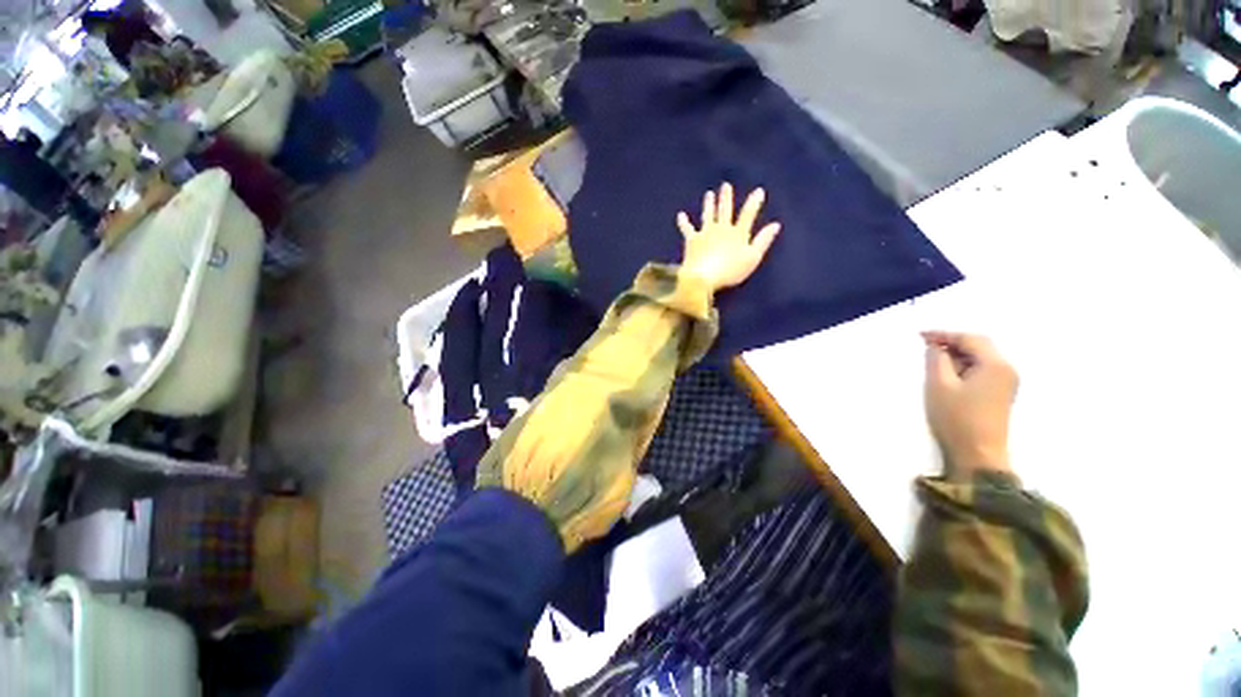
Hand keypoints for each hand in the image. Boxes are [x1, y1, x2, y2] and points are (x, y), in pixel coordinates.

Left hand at [677, 183, 781, 293]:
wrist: (703, 276)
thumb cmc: (730, 270)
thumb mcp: (752, 258)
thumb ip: (763, 241)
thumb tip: (776, 224)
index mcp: (737, 233)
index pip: (748, 214)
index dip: (754, 202)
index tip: (758, 191)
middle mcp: (721, 229)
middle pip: (725, 210)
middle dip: (726, 197)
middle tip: (725, 185)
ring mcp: (705, 233)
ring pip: (708, 215)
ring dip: (709, 204)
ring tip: (709, 194)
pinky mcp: (692, 240)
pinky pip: (687, 229)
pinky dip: (684, 222)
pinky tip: (681, 215)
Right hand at [922, 332, 1018, 479]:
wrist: (978, 455)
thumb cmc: (957, 418)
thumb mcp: (939, 385)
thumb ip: (936, 360)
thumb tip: (936, 347)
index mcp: (995, 364)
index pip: (969, 339)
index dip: (944, 335)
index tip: (920, 336)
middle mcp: (1007, 369)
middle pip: (979, 346)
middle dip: (952, 343)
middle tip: (926, 346)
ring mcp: (1007, 383)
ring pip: (981, 358)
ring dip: (958, 355)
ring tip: (935, 361)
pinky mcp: (1001, 394)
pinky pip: (983, 370)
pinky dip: (965, 366)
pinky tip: (950, 375)